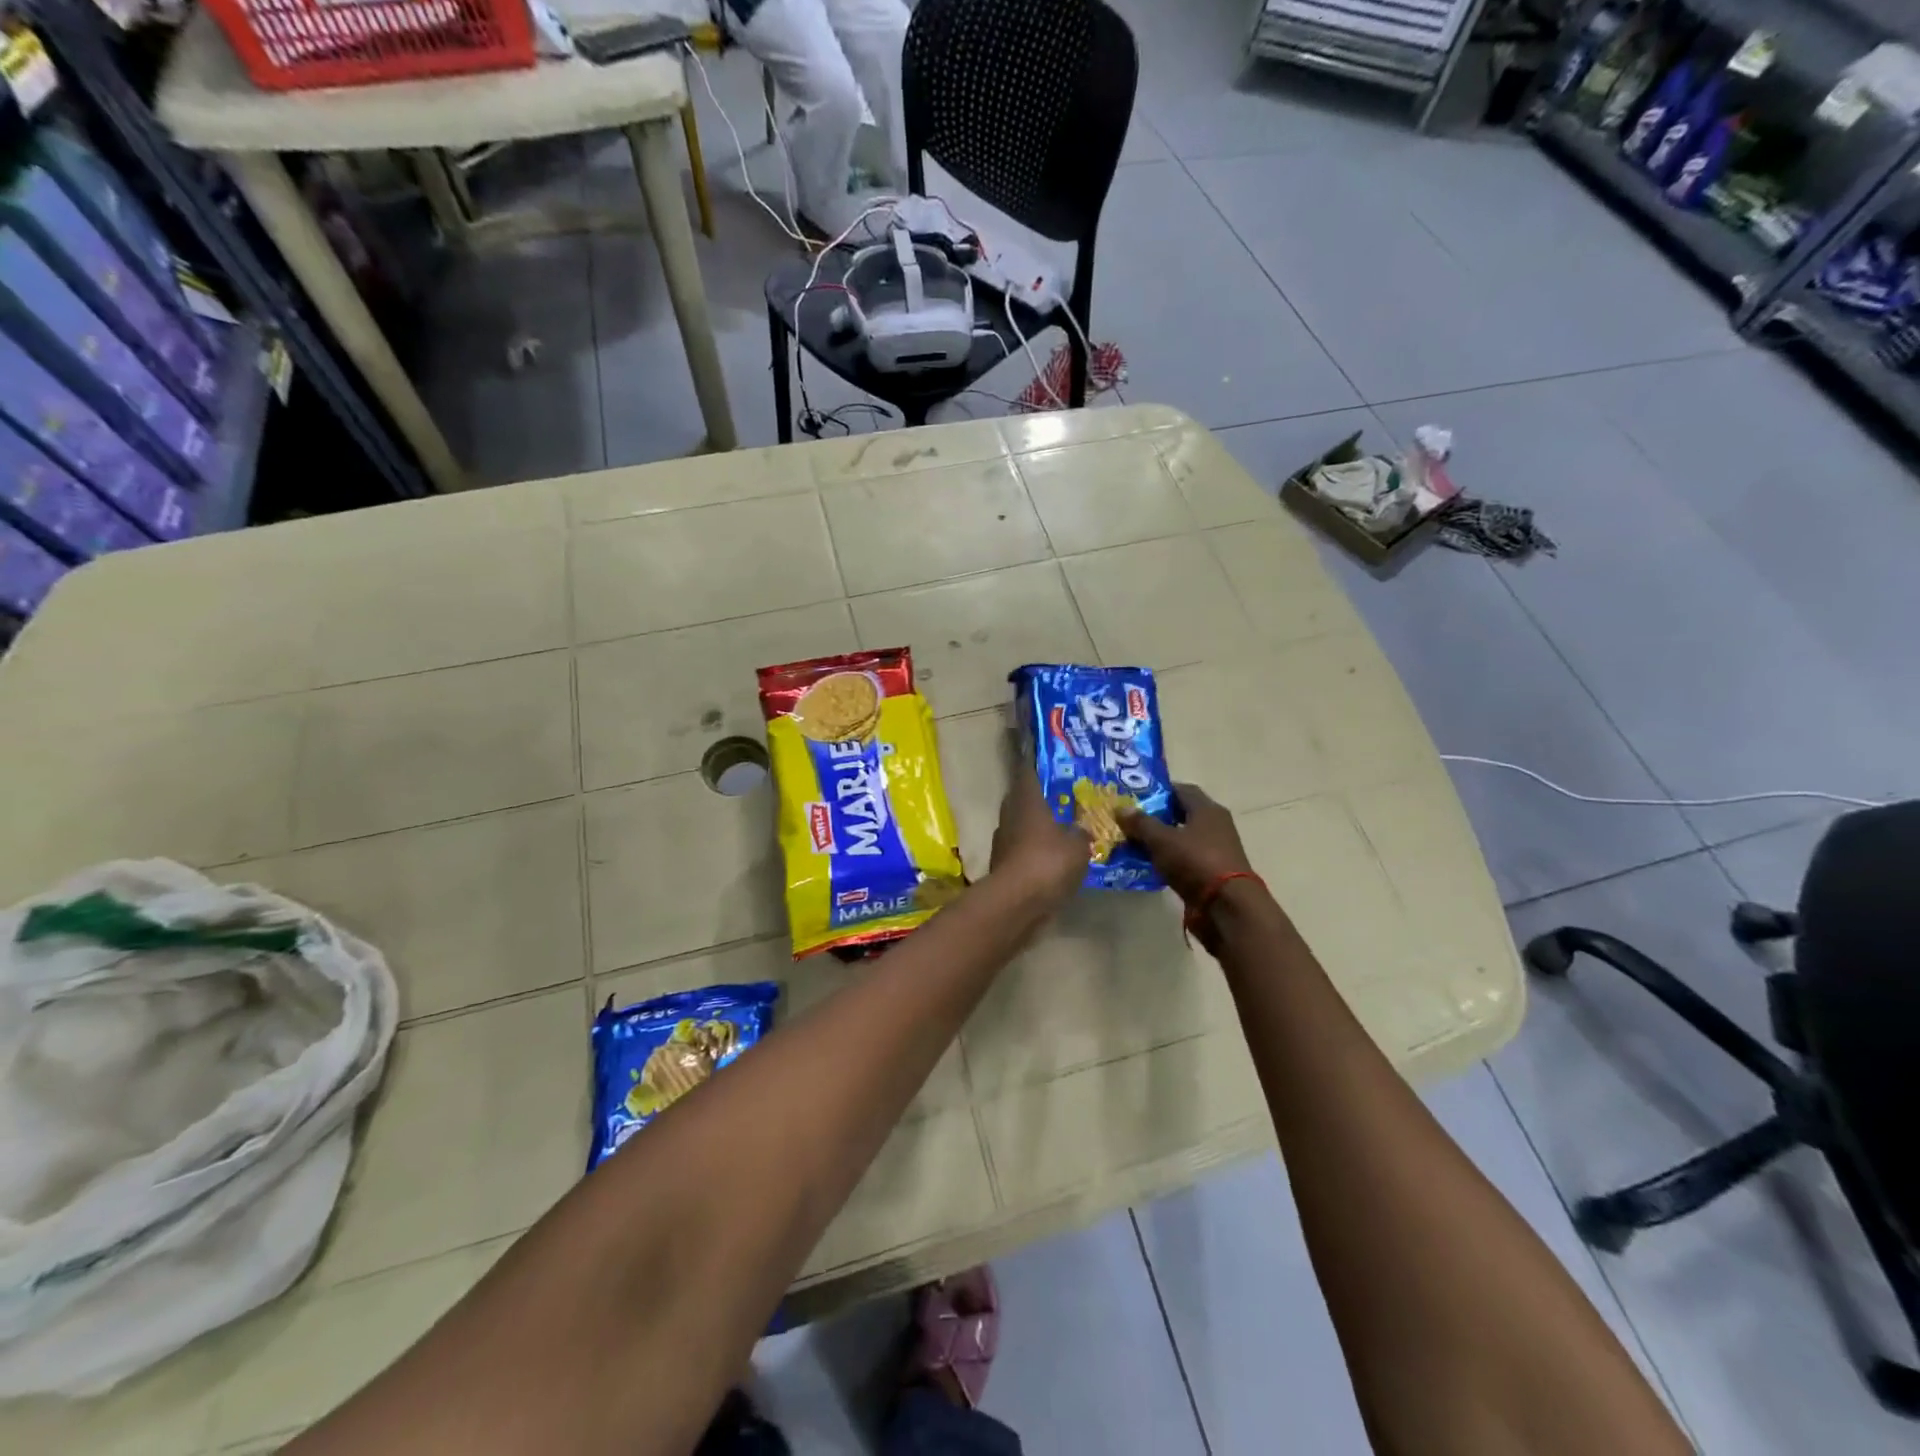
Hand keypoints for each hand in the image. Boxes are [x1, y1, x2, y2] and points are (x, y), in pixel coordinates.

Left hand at [990, 772, 1089, 904]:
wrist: (1017, 903)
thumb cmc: (1048, 861)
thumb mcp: (1078, 845)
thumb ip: (1081, 832)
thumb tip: (1080, 829)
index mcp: (1026, 801)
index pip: (1028, 773)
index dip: (1036, 766)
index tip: (1048, 763)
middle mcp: (1009, 817)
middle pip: (1022, 801)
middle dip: (1040, 801)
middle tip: (1062, 801)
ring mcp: (1003, 843)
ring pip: (1021, 828)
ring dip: (1037, 830)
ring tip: (1061, 832)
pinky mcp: (1003, 868)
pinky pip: (1022, 853)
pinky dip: (1034, 854)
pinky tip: (1052, 861)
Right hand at [1119, 783, 1254, 906]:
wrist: (1227, 907)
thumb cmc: (1195, 862)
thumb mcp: (1162, 840)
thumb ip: (1141, 823)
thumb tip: (1121, 808)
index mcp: (1207, 809)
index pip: (1181, 789)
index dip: (1158, 790)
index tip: (1135, 796)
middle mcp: (1215, 825)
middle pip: (1182, 813)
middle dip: (1156, 816)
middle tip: (1130, 820)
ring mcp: (1216, 850)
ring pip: (1182, 838)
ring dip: (1161, 840)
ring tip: (1133, 843)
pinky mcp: (1212, 872)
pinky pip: (1185, 858)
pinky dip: (1169, 859)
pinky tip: (1149, 864)